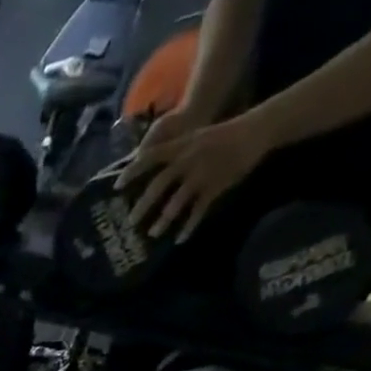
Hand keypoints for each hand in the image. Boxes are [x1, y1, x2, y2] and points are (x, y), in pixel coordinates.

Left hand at [116, 111, 271, 241]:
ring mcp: (202, 174)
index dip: (132, 171)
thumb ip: (172, 152)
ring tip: (152, 234)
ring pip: (178, 201)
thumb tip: (145, 165)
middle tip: (130, 222)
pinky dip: (189, 226)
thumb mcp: (193, 137)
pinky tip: (179, 240)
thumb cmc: (219, 135)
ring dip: (164, 219)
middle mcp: (189, 160)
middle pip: (160, 184)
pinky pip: (199, 210)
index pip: (150, 157)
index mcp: (181, 146)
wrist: (254, 131)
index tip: (116, 187)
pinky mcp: (216, 186)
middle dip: (143, 204)